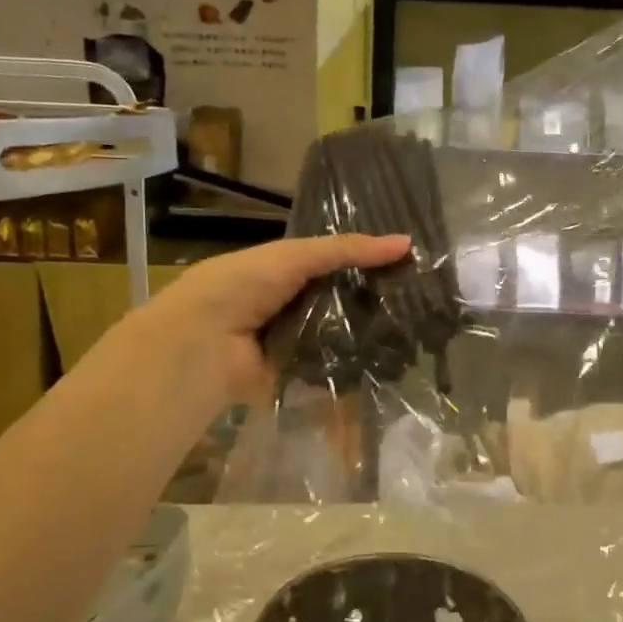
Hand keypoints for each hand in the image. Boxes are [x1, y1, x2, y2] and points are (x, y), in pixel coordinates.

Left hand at [101, 233, 412, 412]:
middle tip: (421, 304)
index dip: (367, 265)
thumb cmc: (241, 287)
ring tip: (416, 336)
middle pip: (340, 304)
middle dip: (374, 304)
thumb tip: (406, 243)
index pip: (334, 266)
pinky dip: (354, 371)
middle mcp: (290, 308)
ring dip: (368, 339)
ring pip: (340, 339)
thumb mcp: (294, 256)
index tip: (410, 266)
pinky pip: (331, 373)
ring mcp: (294, 344)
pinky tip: (391, 367)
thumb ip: (346, 250)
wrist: (201, 345)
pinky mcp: (296, 378)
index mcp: (283, 273)